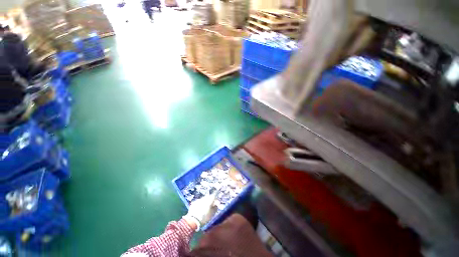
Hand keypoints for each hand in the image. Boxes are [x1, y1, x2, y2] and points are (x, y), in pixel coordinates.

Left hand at [183, 191, 217, 230]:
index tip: (217, 202)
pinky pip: (198, 202)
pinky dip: (200, 204)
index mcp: (209, 200)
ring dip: (205, 202)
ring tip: (204, 208)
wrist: (193, 221)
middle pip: (208, 197)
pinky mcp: (194, 203)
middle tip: (211, 206)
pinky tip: (199, 209)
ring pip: (203, 199)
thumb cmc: (205, 217)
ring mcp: (198, 200)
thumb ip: (215, 207)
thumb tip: (216, 204)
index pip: (214, 195)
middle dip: (210, 200)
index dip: (216, 198)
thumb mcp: (212, 214)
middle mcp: (204, 198)